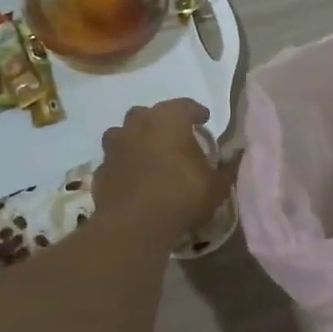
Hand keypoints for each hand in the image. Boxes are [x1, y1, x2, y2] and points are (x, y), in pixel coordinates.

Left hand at [94, 99, 234, 245]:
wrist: (135, 226)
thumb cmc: (181, 196)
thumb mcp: (216, 187)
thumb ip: (224, 171)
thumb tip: (232, 161)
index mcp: (168, 121)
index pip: (184, 105)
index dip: (195, 111)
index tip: (203, 119)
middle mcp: (138, 126)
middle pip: (146, 113)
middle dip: (158, 121)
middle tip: (172, 137)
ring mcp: (115, 148)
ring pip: (122, 133)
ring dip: (134, 140)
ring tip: (147, 154)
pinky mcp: (100, 172)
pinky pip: (114, 161)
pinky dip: (123, 166)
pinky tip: (132, 179)